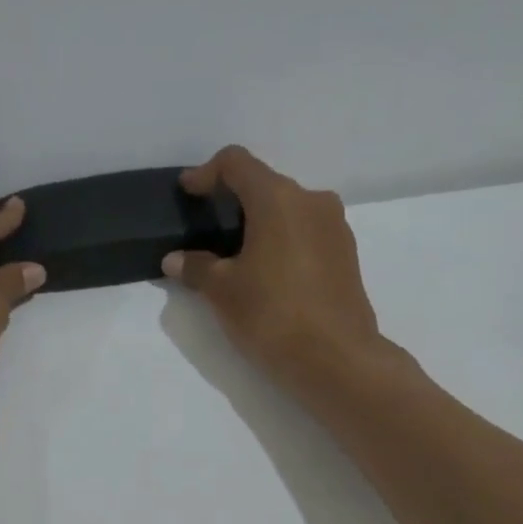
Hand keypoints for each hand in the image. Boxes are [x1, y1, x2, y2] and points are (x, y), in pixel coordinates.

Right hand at [163, 146, 386, 390]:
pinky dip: (282, 241)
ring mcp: (335, 228)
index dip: (207, 173)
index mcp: (278, 199)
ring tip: (236, 257)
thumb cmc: (272, 315)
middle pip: (265, 185)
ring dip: (260, 223)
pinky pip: (306, 233)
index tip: (188, 192)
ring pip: (288, 210)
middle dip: (233, 201)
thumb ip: (197, 268)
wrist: (336, 359)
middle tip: (208, 230)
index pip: (237, 164)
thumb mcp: (222, 292)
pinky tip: (267, 274)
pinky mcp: (346, 255)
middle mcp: (312, 201)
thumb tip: (176, 260)